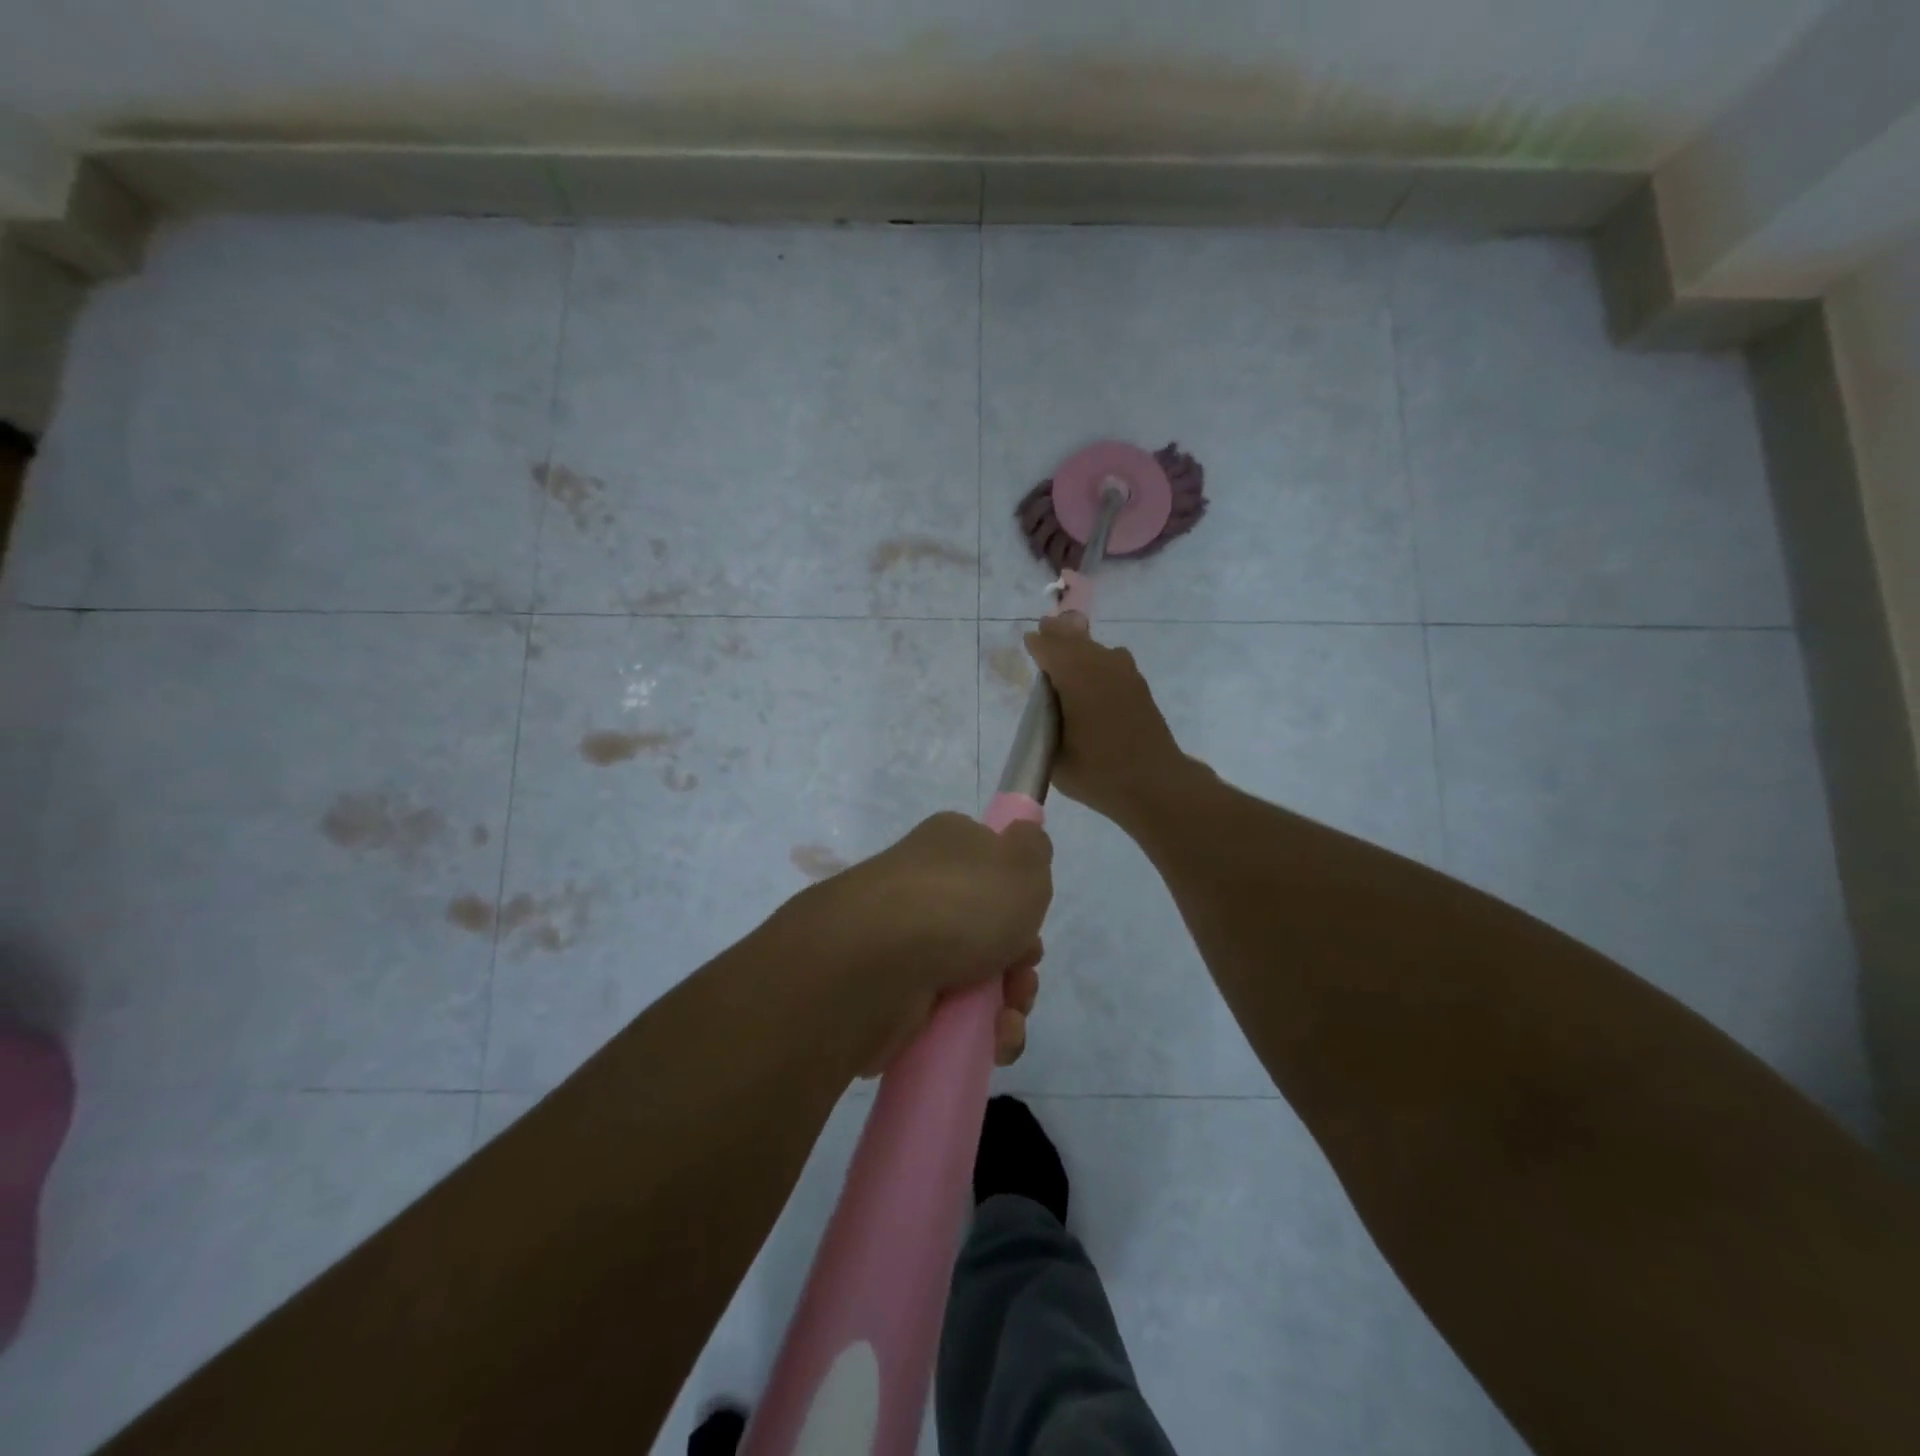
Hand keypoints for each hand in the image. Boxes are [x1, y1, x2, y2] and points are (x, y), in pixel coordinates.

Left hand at [812, 812, 1051, 1074]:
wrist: (879, 960)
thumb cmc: (962, 902)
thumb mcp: (1022, 860)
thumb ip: (1033, 847)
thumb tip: (1024, 839)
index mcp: (950, 846)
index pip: (992, 866)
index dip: (1021, 899)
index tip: (1032, 921)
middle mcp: (925, 889)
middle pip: (992, 929)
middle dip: (1020, 961)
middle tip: (1021, 974)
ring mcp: (908, 942)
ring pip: (978, 977)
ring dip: (1009, 1003)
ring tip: (1006, 1018)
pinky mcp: (897, 994)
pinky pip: (952, 1016)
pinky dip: (980, 1032)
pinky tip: (992, 1040)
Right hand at [1024, 615, 1188, 824]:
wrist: (1154, 784)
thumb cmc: (1097, 772)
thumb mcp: (1056, 755)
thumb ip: (1047, 726)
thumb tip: (1049, 711)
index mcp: (1076, 676)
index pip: (1050, 648)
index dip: (1038, 644)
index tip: (1029, 640)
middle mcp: (1101, 665)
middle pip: (1074, 640)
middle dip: (1059, 634)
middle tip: (1047, 626)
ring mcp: (1125, 674)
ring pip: (1096, 649)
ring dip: (1080, 645)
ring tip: (1067, 643)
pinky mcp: (1139, 687)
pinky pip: (1112, 662)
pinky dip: (1098, 661)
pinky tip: (1093, 672)